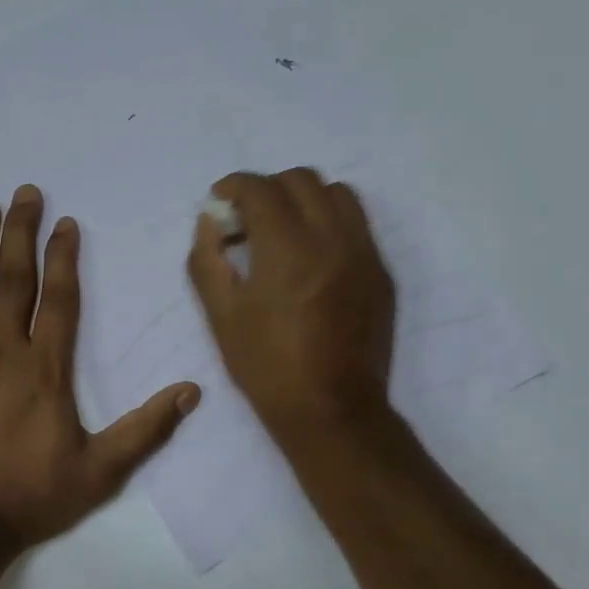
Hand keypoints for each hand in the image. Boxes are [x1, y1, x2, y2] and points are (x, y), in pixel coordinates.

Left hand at [0, 186, 200, 556]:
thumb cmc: (29, 498)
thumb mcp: (100, 471)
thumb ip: (145, 429)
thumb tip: (192, 391)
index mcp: (45, 369)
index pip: (59, 298)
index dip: (64, 257)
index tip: (65, 222)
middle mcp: (1, 351)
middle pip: (13, 279)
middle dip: (20, 232)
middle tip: (24, 193)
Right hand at [187, 168, 395, 440]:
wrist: (332, 410)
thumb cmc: (267, 367)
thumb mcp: (221, 315)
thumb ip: (207, 258)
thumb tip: (211, 222)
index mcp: (287, 250)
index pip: (260, 188)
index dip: (233, 186)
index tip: (220, 202)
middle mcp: (332, 239)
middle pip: (300, 179)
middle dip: (267, 188)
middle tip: (248, 220)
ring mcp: (364, 253)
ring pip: (337, 193)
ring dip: (304, 198)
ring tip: (284, 230)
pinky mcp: (381, 272)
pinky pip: (357, 223)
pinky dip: (329, 222)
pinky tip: (312, 256)